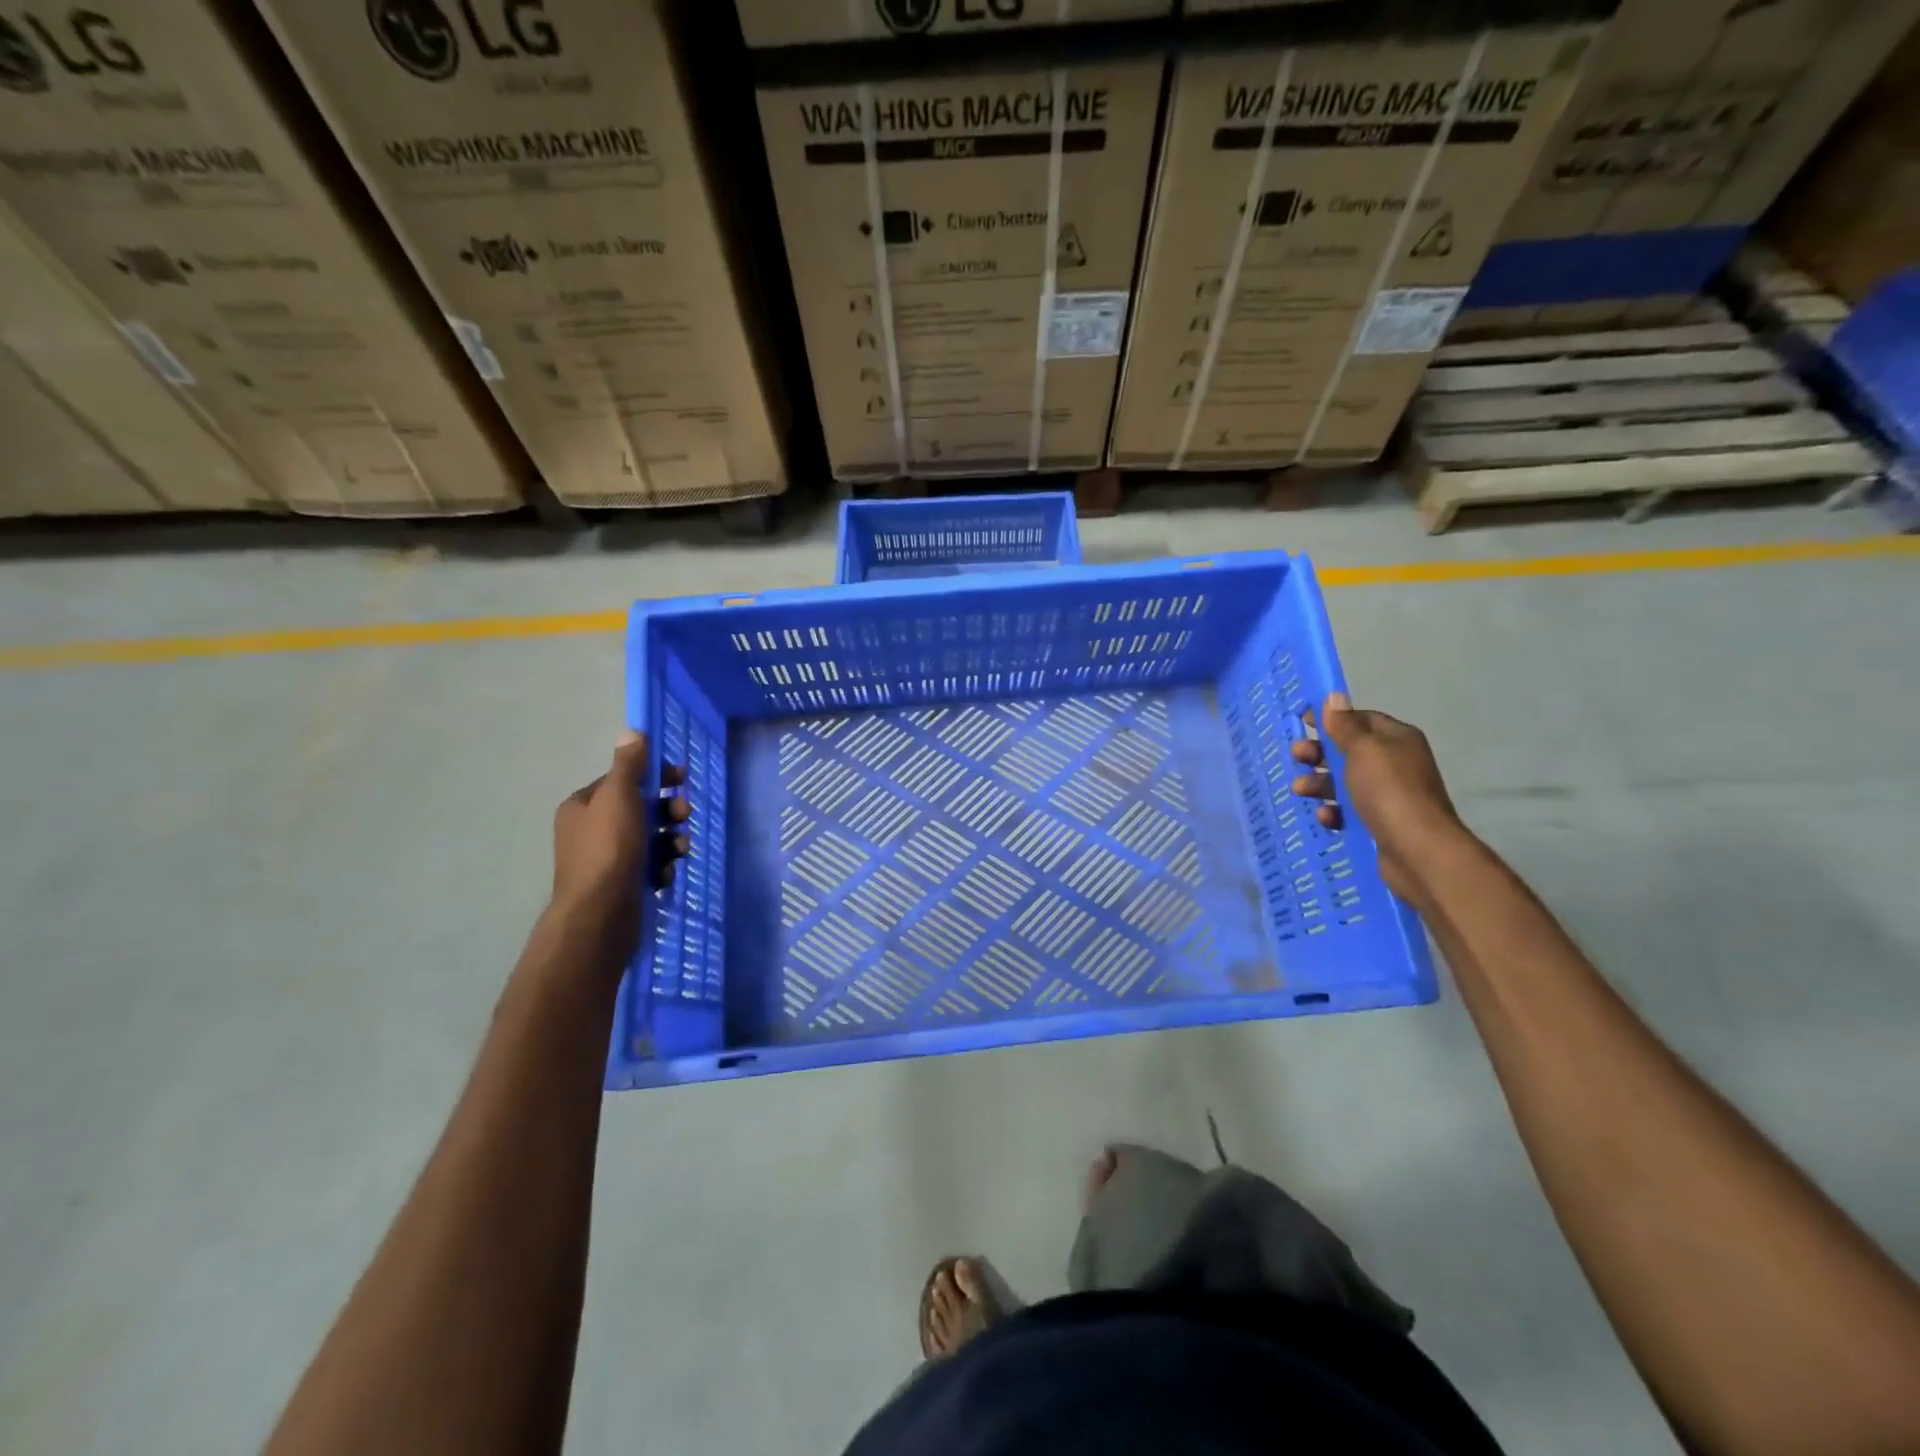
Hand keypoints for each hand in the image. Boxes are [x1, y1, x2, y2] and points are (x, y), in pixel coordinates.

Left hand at [551, 732, 689, 935]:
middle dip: (667, 810)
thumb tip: (632, 732)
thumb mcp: (619, 797)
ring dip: (670, 840)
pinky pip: (649, 865)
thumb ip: (629, 765)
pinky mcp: (621, 884)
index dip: (654, 775)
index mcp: (583, 806)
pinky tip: (664, 874)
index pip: (623, 779)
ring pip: (649, 838)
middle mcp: (590, 830)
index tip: (681, 777)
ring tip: (679, 850)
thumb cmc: (609, 849)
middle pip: (639, 808)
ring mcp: (606, 860)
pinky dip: (661, 866)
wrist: (600, 915)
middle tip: (684, 815)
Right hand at [1291, 692, 1463, 902]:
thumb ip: (1344, 726)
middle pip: (1347, 751)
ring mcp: (1387, 795)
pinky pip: (1348, 811)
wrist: (1417, 851)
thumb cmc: (1388, 791)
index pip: (1360, 719)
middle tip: (1298, 756)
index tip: (1301, 722)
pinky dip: (1333, 812)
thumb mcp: (1363, 751)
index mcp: (1395, 740)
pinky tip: (1325, 817)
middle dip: (1319, 754)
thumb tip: (1334, 696)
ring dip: (1319, 784)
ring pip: (1343, 783)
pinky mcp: (1378, 823)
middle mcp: (1394, 764)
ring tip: (1300, 791)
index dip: (1331, 719)